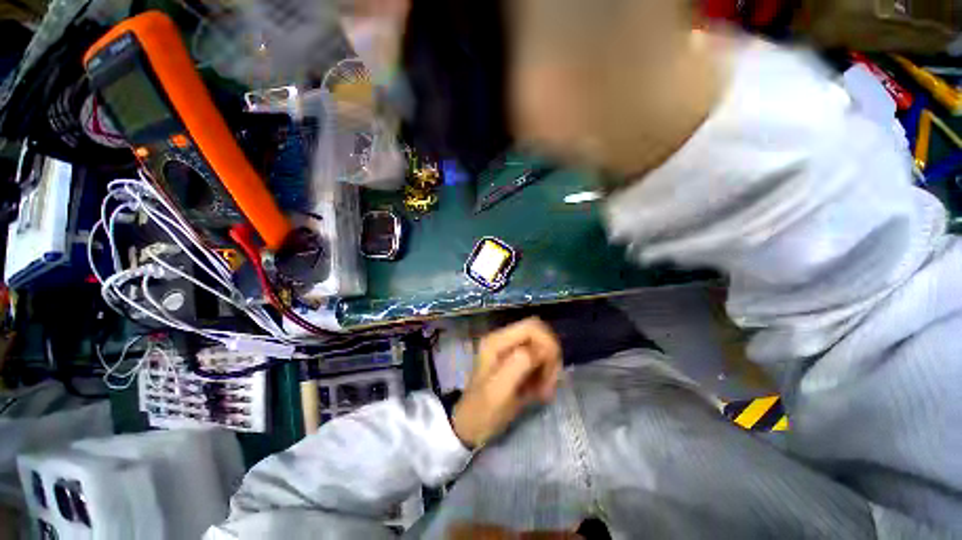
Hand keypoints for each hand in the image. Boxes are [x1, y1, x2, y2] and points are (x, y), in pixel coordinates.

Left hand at [452, 318, 562, 448]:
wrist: (471, 427)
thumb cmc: (482, 410)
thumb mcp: (499, 389)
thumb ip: (519, 363)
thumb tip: (542, 349)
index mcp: (497, 341)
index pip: (532, 326)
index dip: (547, 344)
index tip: (549, 371)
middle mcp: (504, 340)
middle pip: (540, 334)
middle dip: (550, 357)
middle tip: (549, 383)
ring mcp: (510, 350)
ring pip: (542, 347)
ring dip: (549, 368)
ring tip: (544, 392)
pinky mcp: (517, 361)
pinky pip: (540, 360)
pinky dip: (545, 375)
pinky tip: (540, 392)